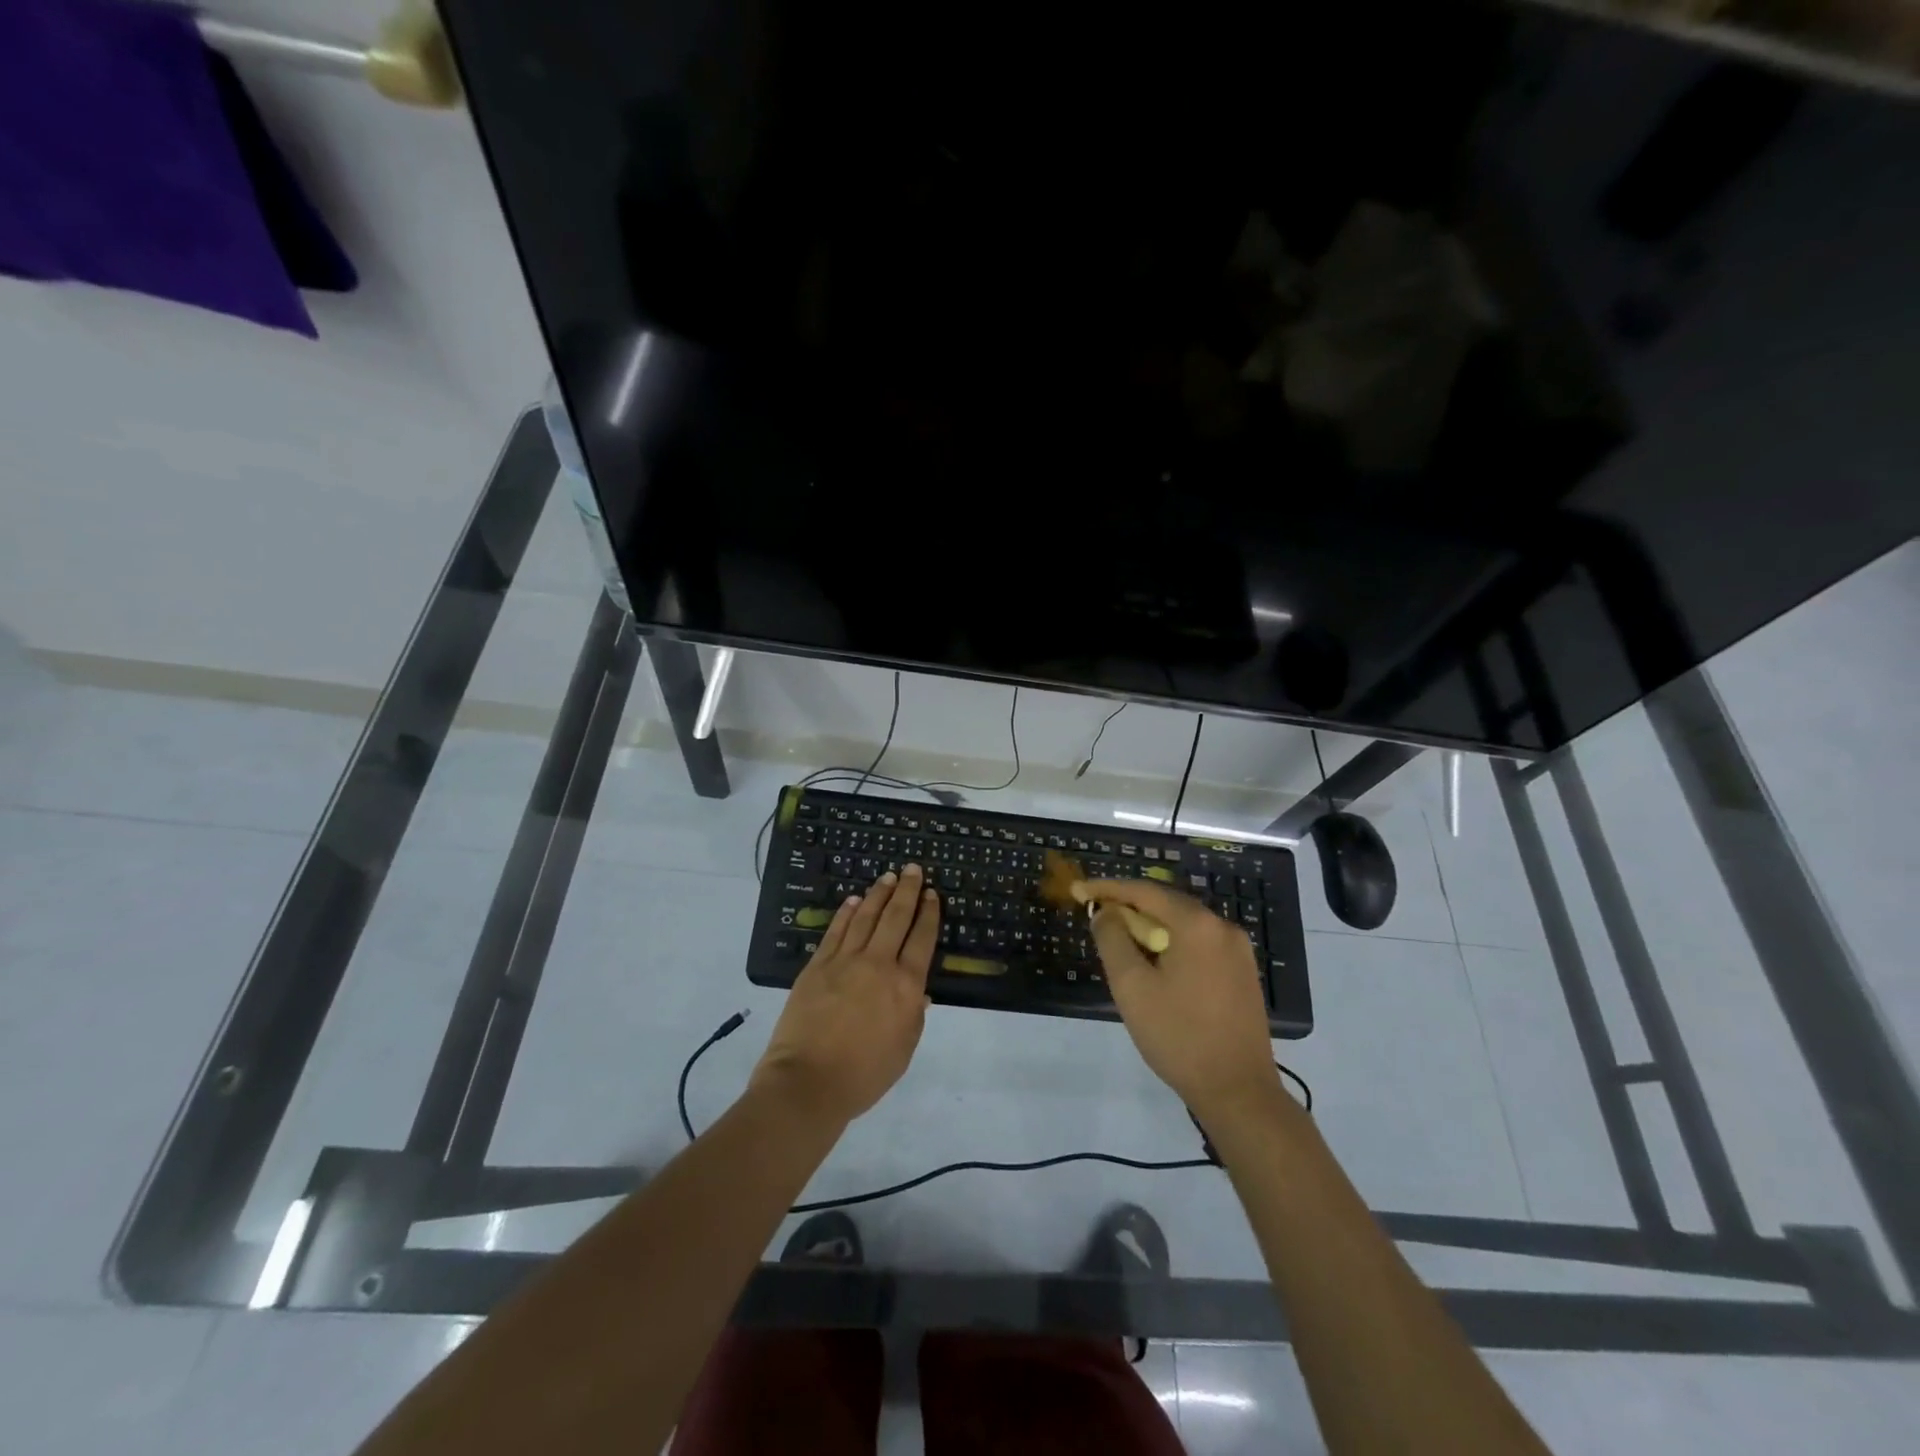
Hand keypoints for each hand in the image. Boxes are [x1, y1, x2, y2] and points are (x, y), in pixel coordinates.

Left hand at [752, 865, 938, 1125]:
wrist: (808, 1082)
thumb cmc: (864, 1074)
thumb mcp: (903, 1050)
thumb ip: (914, 1016)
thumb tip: (920, 991)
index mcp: (905, 986)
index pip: (922, 939)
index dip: (929, 913)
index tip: (932, 894)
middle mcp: (878, 964)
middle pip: (896, 918)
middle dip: (907, 891)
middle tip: (914, 869)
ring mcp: (844, 961)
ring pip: (865, 917)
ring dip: (879, 894)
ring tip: (888, 877)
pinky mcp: (817, 965)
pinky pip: (835, 931)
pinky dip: (846, 913)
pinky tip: (853, 901)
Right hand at [1078, 877, 1281, 1123]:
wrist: (1238, 1092)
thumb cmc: (1179, 1036)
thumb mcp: (1132, 986)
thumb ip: (1113, 939)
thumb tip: (1105, 912)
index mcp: (1197, 924)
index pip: (1144, 891)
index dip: (1108, 888)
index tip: (1079, 890)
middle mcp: (1223, 927)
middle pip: (1166, 904)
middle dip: (1129, 906)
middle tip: (1097, 916)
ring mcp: (1238, 950)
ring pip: (1183, 924)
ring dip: (1150, 927)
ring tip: (1120, 941)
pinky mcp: (1242, 972)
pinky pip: (1199, 943)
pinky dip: (1172, 943)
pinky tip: (1155, 963)